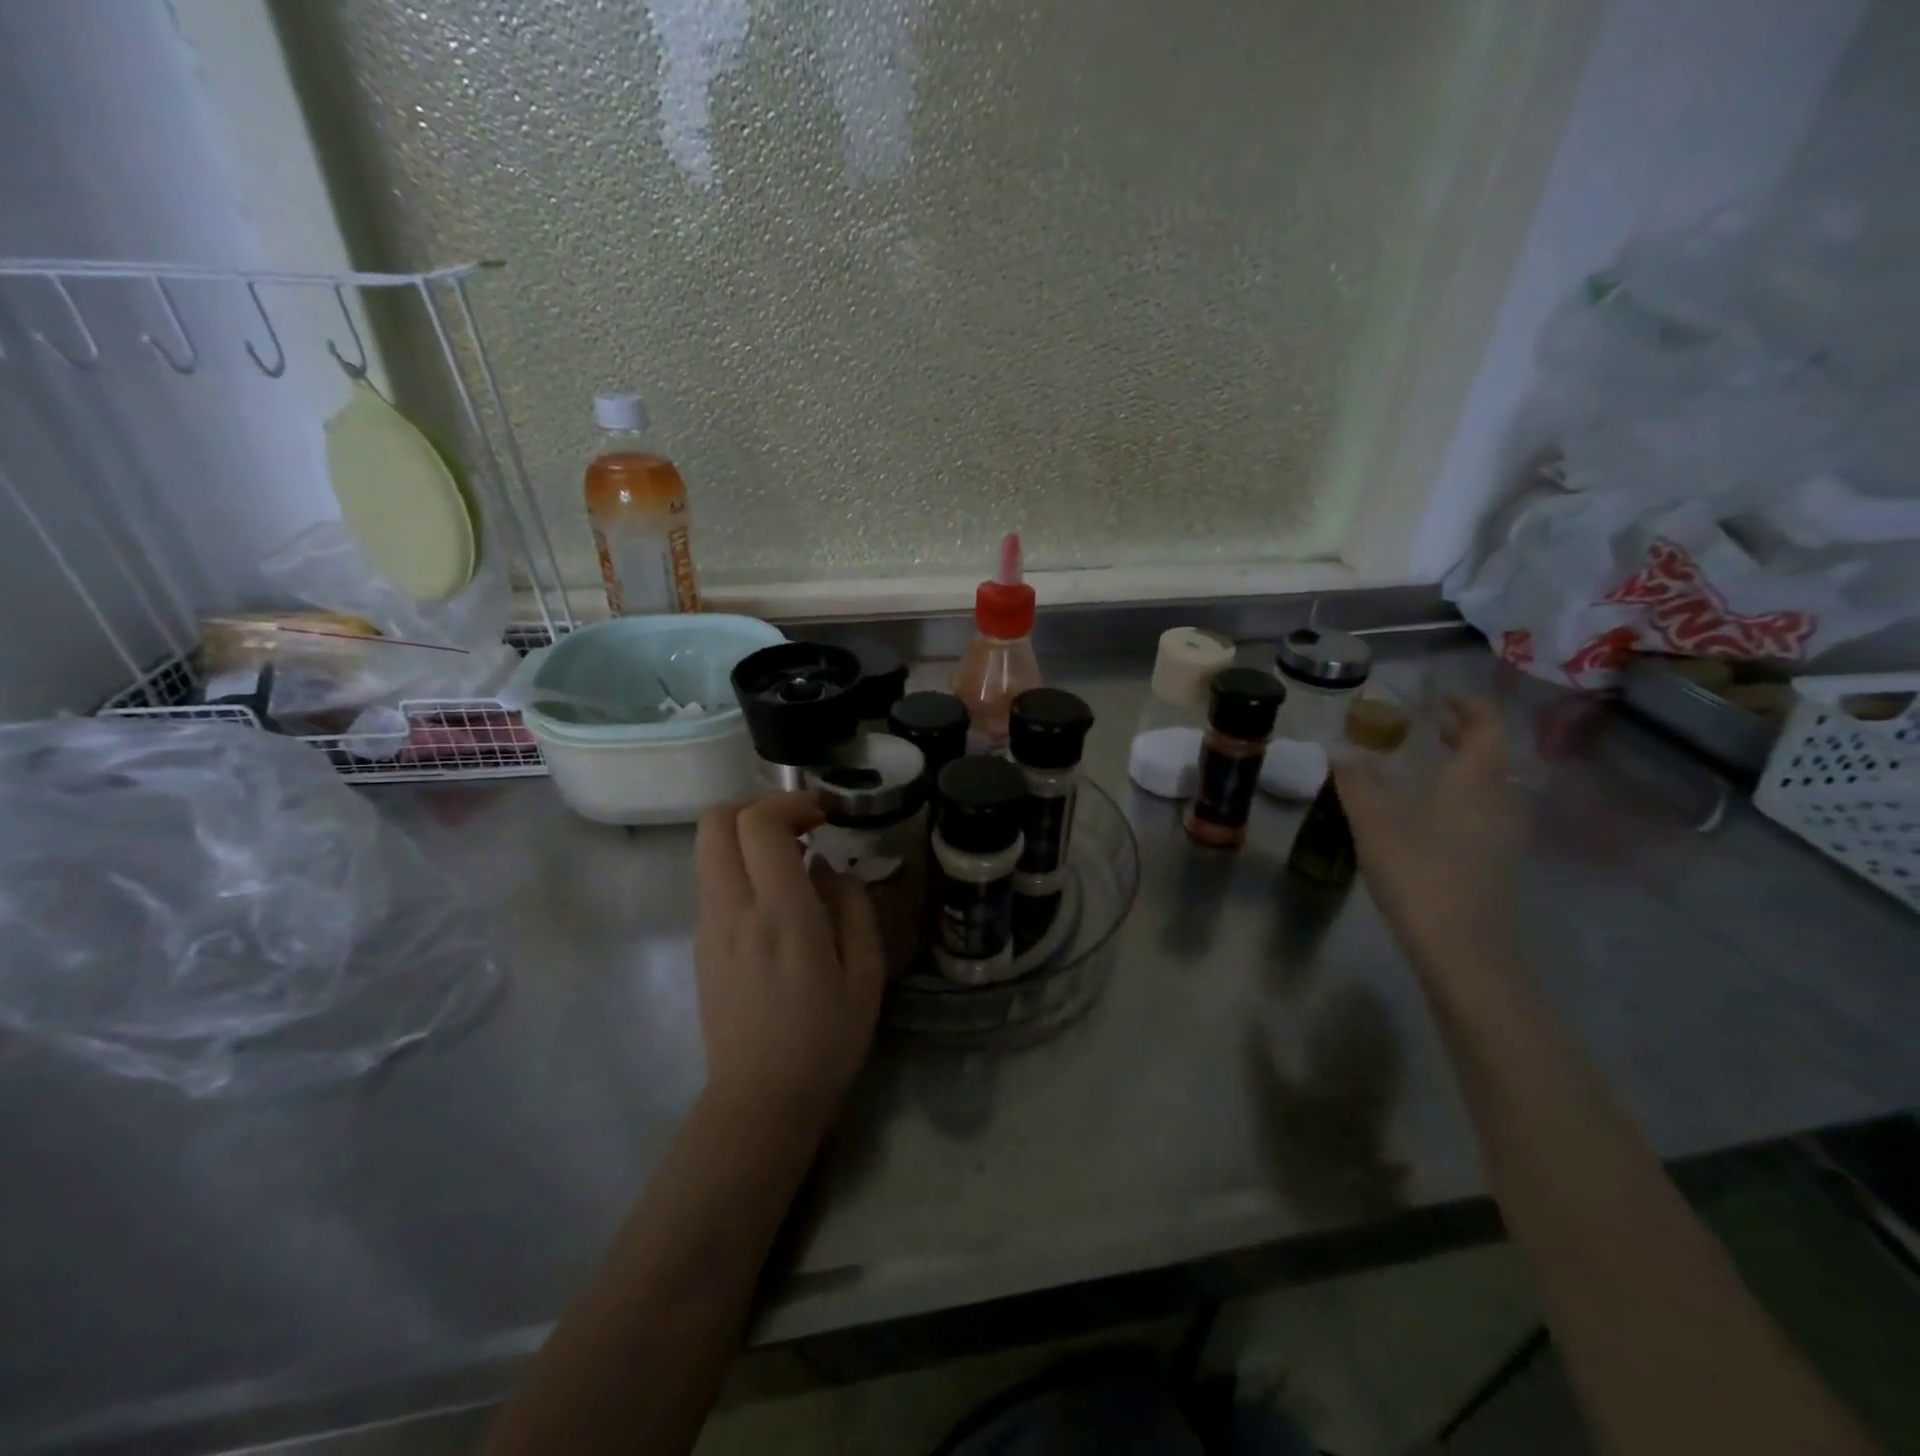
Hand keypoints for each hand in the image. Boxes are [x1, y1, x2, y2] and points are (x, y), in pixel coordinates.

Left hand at [693, 792, 884, 1131]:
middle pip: (716, 822)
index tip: (822, 816)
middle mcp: (734, 910)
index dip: (790, 802)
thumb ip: (851, 906)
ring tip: (791, 860)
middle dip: (756, 805)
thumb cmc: (826, 1039)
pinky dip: (739, 865)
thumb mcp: (866, 973)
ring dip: (746, 835)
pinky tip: (775, 897)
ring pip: (708, 849)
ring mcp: (709, 927)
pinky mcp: (700, 944)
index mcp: (781, 915)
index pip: (759, 824)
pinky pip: (712, 881)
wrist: (760, 1100)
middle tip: (798, 824)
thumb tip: (826, 867)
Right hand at [1334, 696, 1522, 982]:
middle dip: (1462, 733)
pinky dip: (1459, 794)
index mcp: (1474, 779)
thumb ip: (1356, 782)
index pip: (1485, 724)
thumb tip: (1338, 748)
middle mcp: (1497, 799)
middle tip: (1427, 724)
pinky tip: (1427, 812)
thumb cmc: (1419, 874)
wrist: (1463, 949)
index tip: (1438, 697)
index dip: (1466, 705)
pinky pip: (1481, 809)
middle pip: (1490, 753)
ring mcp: (1501, 832)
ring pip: (1487, 783)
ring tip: (1423, 764)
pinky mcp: (1495, 859)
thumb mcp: (1374, 823)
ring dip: (1461, 765)